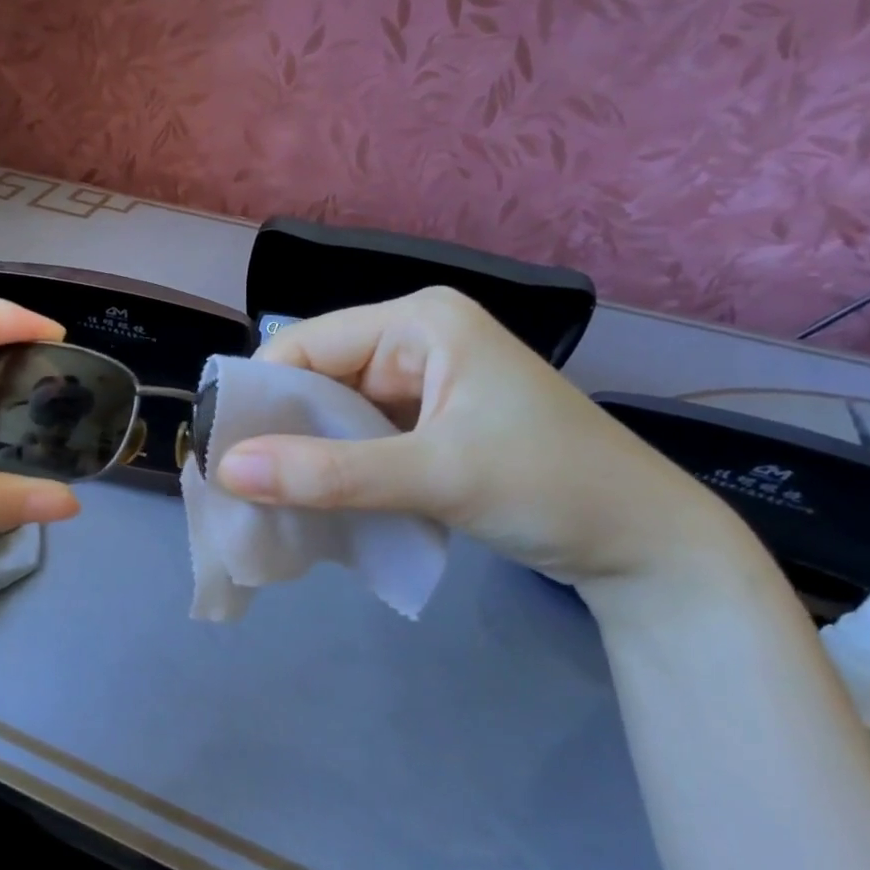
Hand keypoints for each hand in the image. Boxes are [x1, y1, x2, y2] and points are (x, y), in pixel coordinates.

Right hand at [217, 288, 753, 586]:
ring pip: (335, 412)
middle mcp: (415, 341)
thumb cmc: (551, 488)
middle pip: (317, 378)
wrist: (648, 547)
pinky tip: (315, 499)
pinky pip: (361, 437)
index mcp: (419, 322)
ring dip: (306, 453)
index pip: (305, 346)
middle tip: (239, 487)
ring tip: (268, 499)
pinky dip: (336, 467)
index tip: (221, 455)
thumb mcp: (434, 476)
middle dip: (281, 430)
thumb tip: (227, 470)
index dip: (259, 396)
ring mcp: (424, 383)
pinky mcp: (430, 423)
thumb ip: (327, 474)